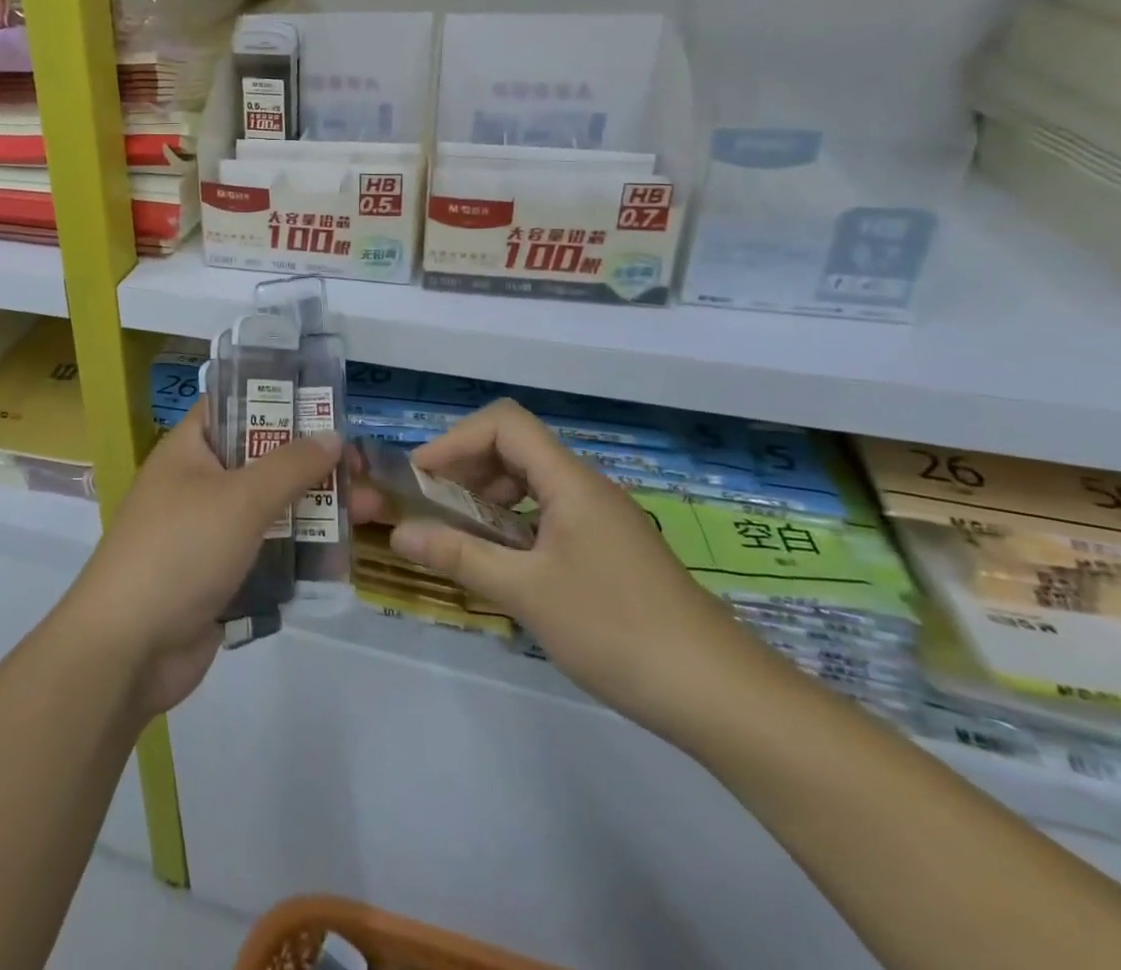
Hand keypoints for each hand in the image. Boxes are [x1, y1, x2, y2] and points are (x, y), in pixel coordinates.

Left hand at [60, 405, 340, 719]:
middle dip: (313, 465)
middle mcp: (198, 484)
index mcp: (189, 450)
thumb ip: (290, 465)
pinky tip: (340, 560)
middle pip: (262, 461)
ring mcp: (208, 533)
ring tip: (367, 513)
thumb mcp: (240, 498)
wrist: (128, 649)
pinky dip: (298, 554)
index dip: (280, 402)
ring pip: (270, 510)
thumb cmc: (180, 550)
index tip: (329, 410)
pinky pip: (266, 554)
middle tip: (364, 472)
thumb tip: (331, 436)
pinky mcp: (220, 576)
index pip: (235, 406)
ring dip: (314, 511)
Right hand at [354, 399, 782, 743]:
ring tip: (460, 536)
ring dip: (488, 498)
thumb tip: (399, 533)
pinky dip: (514, 525)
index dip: (455, 440)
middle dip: (465, 468)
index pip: (503, 424)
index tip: (421, 477)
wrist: (721, 697)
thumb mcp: (526, 592)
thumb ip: (459, 555)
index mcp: (569, 481)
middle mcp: (586, 487)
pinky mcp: (610, 551)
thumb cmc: (616, 629)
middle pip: (515, 448)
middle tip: (431, 506)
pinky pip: (549, 515)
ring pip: (532, 483)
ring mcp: (602, 519)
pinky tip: (504, 565)